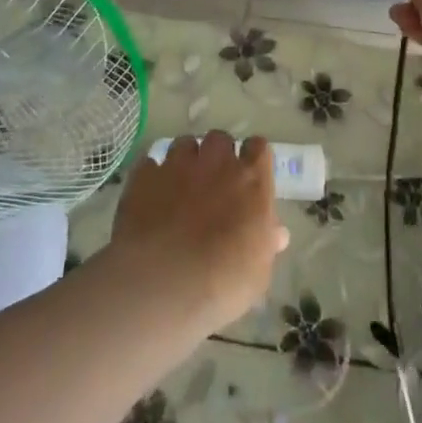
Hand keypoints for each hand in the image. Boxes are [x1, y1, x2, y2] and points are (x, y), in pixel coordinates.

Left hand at [106, 132, 288, 332]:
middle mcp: (216, 163)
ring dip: (186, 159)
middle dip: (218, 154)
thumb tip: (277, 233)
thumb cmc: (224, 281)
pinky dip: (153, 176)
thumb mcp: (258, 272)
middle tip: (214, 180)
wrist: (164, 283)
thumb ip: (266, 244)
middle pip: (219, 139)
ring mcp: (177, 165)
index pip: (259, 147)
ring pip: (184, 144)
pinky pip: (150, 164)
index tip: (250, 174)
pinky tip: (152, 196)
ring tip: (181, 184)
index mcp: (251, 180)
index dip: (253, 158)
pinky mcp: (144, 176)